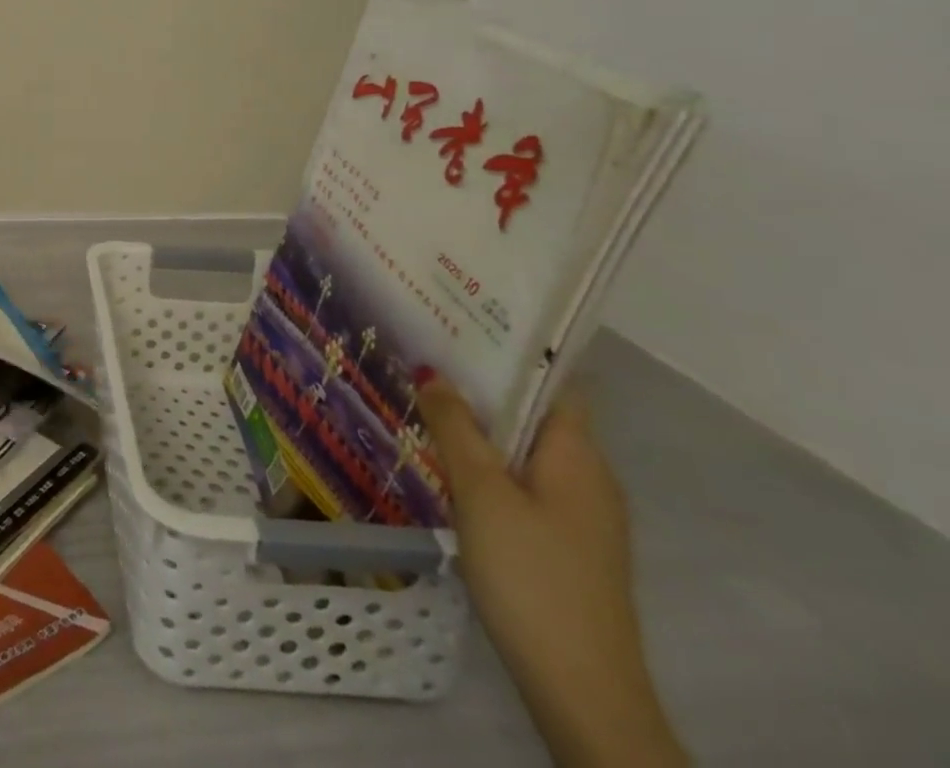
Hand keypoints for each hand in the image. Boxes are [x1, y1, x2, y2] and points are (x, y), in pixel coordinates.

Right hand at [419, 379, 686, 767]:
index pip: (553, 380)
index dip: (511, 349)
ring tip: (426, 401)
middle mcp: (588, 476)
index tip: (460, 323)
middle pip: (534, 412)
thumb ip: (455, 427)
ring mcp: (580, 515)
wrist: (582, 691)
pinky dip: (489, 463)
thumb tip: (433, 370)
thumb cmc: (532, 575)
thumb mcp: (481, 492)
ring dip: (481, 426)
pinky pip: (524, 482)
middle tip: (425, 356)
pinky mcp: (565, 544)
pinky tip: (448, 465)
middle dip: (483, 385)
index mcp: (578, 454)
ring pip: (525, 449)